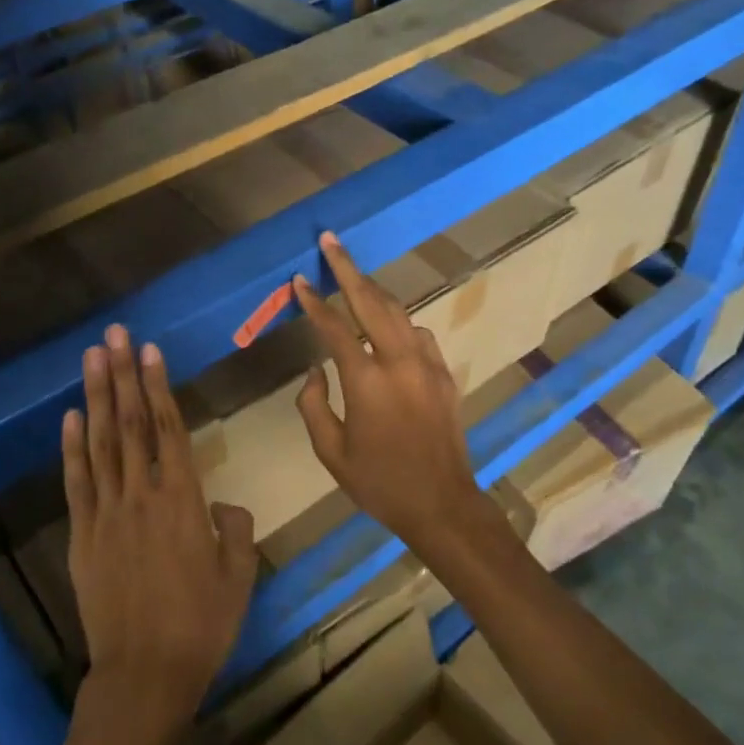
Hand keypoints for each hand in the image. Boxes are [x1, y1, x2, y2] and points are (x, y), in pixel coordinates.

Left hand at [63, 324, 257, 733]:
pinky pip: (76, 482)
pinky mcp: (83, 535)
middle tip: (114, 334)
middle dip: (123, 375)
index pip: (169, 429)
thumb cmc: (201, 625)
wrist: (145, 675)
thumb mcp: (239, 575)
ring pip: (101, 443)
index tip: (149, 351)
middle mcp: (142, 495)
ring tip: (93, 358)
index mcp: (183, 500)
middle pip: (131, 423)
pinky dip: (72, 447)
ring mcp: (106, 513)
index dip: (158, 386)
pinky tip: (70, 416)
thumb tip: (220, 504)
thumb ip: (235, 529)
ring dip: (97, 396)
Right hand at [292, 232, 487, 547]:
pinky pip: (420, 334)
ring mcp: (428, 365)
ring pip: (399, 312)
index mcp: (366, 381)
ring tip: (354, 277)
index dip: (313, 301)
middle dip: (348, 268)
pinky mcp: (445, 375)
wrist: (442, 504)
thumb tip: (315, 370)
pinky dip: (400, 322)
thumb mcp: (330, 452)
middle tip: (331, 241)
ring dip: (374, 291)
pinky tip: (389, 326)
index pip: (334, 328)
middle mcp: (399, 362)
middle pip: (371, 301)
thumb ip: (312, 405)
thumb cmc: (379, 483)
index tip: (298, 281)